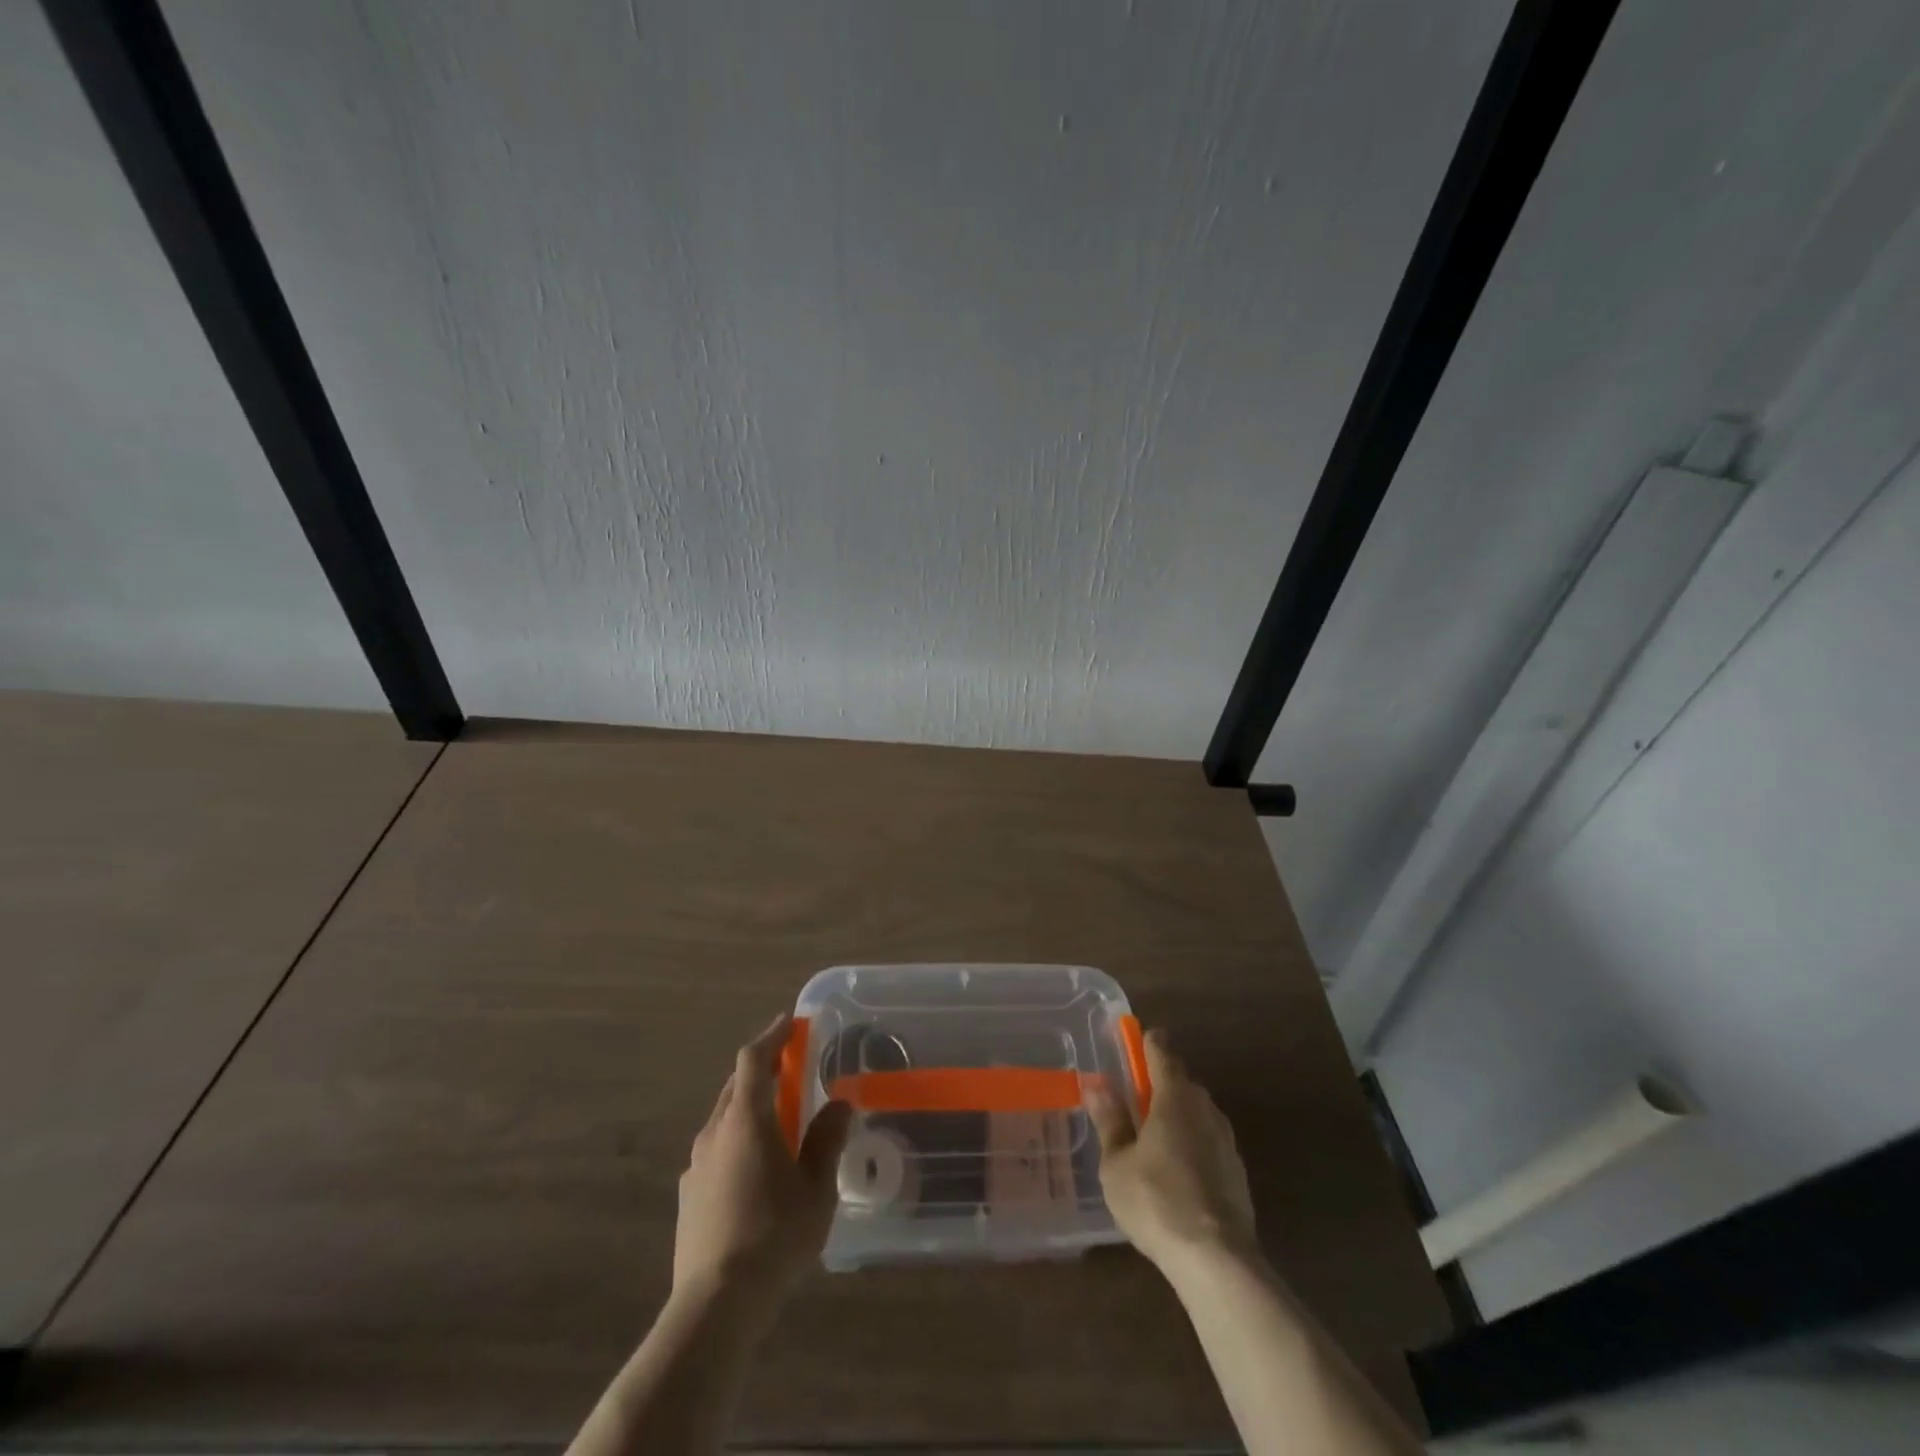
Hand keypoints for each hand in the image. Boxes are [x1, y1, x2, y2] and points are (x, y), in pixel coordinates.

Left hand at [675, 1013, 852, 1303]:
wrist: (715, 1305)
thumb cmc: (774, 1236)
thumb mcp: (816, 1187)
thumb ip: (827, 1140)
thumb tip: (839, 1103)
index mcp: (746, 1120)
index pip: (753, 1060)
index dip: (772, 1036)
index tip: (790, 1022)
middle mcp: (714, 1132)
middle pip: (736, 1086)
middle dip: (762, 1071)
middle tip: (790, 1069)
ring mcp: (696, 1165)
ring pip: (724, 1119)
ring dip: (749, 1108)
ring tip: (777, 1122)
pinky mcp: (688, 1196)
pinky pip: (716, 1150)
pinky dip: (737, 1141)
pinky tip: (754, 1170)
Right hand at [1085, 1028, 1257, 1272]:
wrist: (1216, 1259)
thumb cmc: (1156, 1201)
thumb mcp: (1117, 1162)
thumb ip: (1109, 1121)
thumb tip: (1096, 1085)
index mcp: (1174, 1099)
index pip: (1162, 1055)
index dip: (1150, 1043)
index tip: (1142, 1036)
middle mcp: (1204, 1110)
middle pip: (1184, 1082)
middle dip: (1164, 1080)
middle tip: (1141, 1092)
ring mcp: (1227, 1142)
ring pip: (1200, 1112)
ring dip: (1181, 1112)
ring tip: (1158, 1131)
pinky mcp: (1238, 1172)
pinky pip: (1211, 1141)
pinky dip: (1195, 1141)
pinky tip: (1180, 1166)